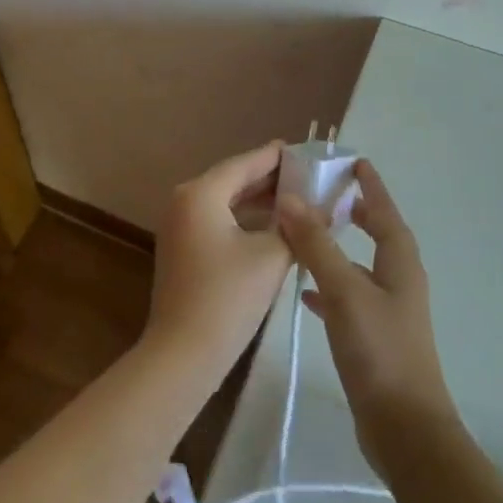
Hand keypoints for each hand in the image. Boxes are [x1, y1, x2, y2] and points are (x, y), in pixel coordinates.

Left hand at [146, 141, 293, 374]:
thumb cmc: (228, 297)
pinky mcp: (182, 248)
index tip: (302, 149)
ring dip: (258, 201)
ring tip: (297, 199)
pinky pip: (217, 220)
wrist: (184, 353)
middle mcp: (184, 200)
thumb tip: (323, 207)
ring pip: (225, 202)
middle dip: (270, 180)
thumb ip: (297, 227)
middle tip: (307, 175)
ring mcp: (179, 225)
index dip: (275, 157)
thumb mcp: (271, 257)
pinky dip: (244, 220)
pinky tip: (272, 227)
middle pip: (232, 180)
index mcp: (200, 193)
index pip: (244, 164)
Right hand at [278, 160, 456, 476]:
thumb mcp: (345, 291)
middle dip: (355, 213)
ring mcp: (387, 312)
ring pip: (360, 266)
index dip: (371, 187)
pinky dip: (328, 285)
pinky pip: (348, 297)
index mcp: (400, 264)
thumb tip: (291, 199)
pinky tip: (305, 291)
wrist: (404, 430)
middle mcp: (398, 282)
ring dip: (337, 247)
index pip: (386, 213)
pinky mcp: (373, 338)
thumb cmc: (380, 351)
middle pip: (378, 236)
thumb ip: (317, 246)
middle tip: (325, 194)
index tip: (355, 162)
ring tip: (306, 233)